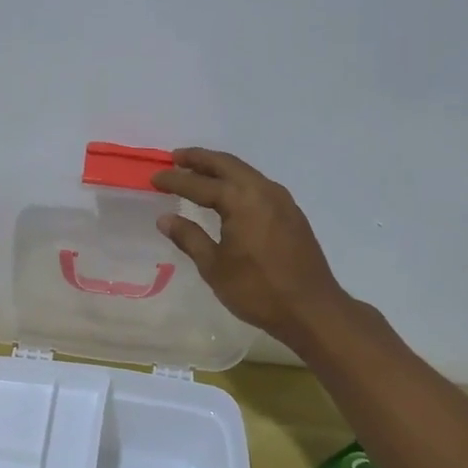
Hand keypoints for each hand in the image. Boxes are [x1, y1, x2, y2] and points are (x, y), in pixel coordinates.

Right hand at [151, 148, 352, 350]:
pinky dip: (237, 181)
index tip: (154, 179)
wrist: (312, 309)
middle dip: (199, 159)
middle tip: (176, 158)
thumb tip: (165, 219)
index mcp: (241, 200)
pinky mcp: (291, 213)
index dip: (175, 181)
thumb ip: (190, 238)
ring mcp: (282, 200)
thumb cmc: (258, 290)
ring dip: (220, 168)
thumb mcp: (215, 267)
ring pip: (245, 172)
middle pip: (226, 164)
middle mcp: (263, 190)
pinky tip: (228, 195)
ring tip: (198, 172)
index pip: (200, 184)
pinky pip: (258, 185)